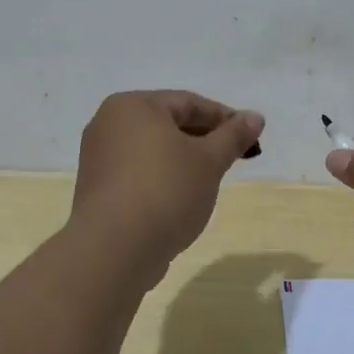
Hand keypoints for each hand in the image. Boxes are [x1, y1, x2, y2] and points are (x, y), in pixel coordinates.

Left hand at [70, 91, 264, 285]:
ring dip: (185, 160)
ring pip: (154, 150)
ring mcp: (99, 158)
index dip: (224, 118)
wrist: (114, 250)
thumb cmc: (165, 191)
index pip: (189, 102)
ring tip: (211, 179)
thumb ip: (233, 136)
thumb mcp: (209, 161)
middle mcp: (108, 124)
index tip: (250, 137)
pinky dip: (164, 178)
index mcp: (133, 106)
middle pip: (169, 124)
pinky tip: (182, 198)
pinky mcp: (98, 189)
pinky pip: (139, 172)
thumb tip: (255, 117)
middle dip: (205, 139)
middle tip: (234, 158)